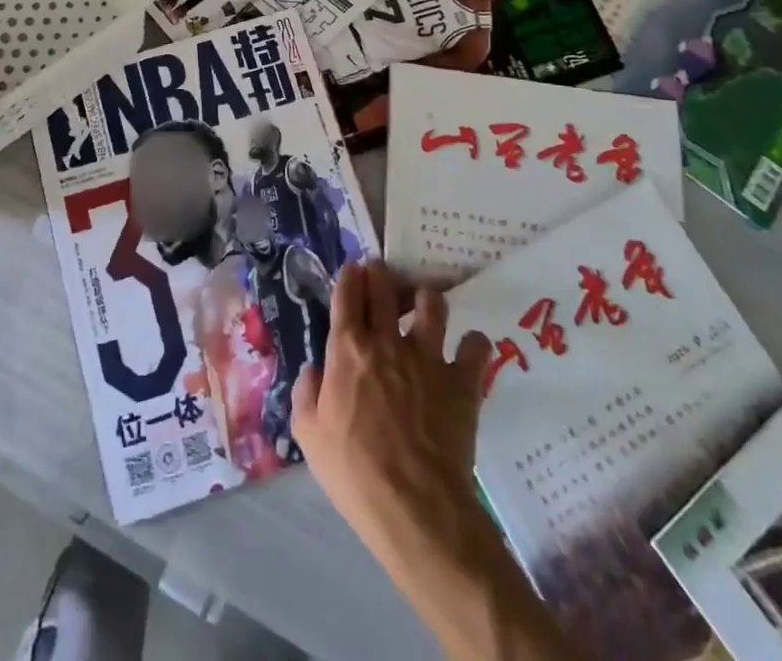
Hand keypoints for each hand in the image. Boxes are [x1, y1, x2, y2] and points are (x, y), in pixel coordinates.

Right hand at [292, 261, 491, 571]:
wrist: (415, 508)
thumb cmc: (354, 472)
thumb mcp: (308, 434)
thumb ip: (305, 392)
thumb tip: (314, 368)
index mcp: (347, 348)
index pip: (347, 291)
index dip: (350, 276)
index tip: (352, 274)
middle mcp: (386, 340)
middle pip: (385, 284)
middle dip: (381, 273)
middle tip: (382, 279)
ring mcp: (428, 357)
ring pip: (432, 303)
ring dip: (426, 300)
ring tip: (424, 310)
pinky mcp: (462, 381)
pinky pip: (475, 346)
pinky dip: (472, 345)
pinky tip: (467, 351)